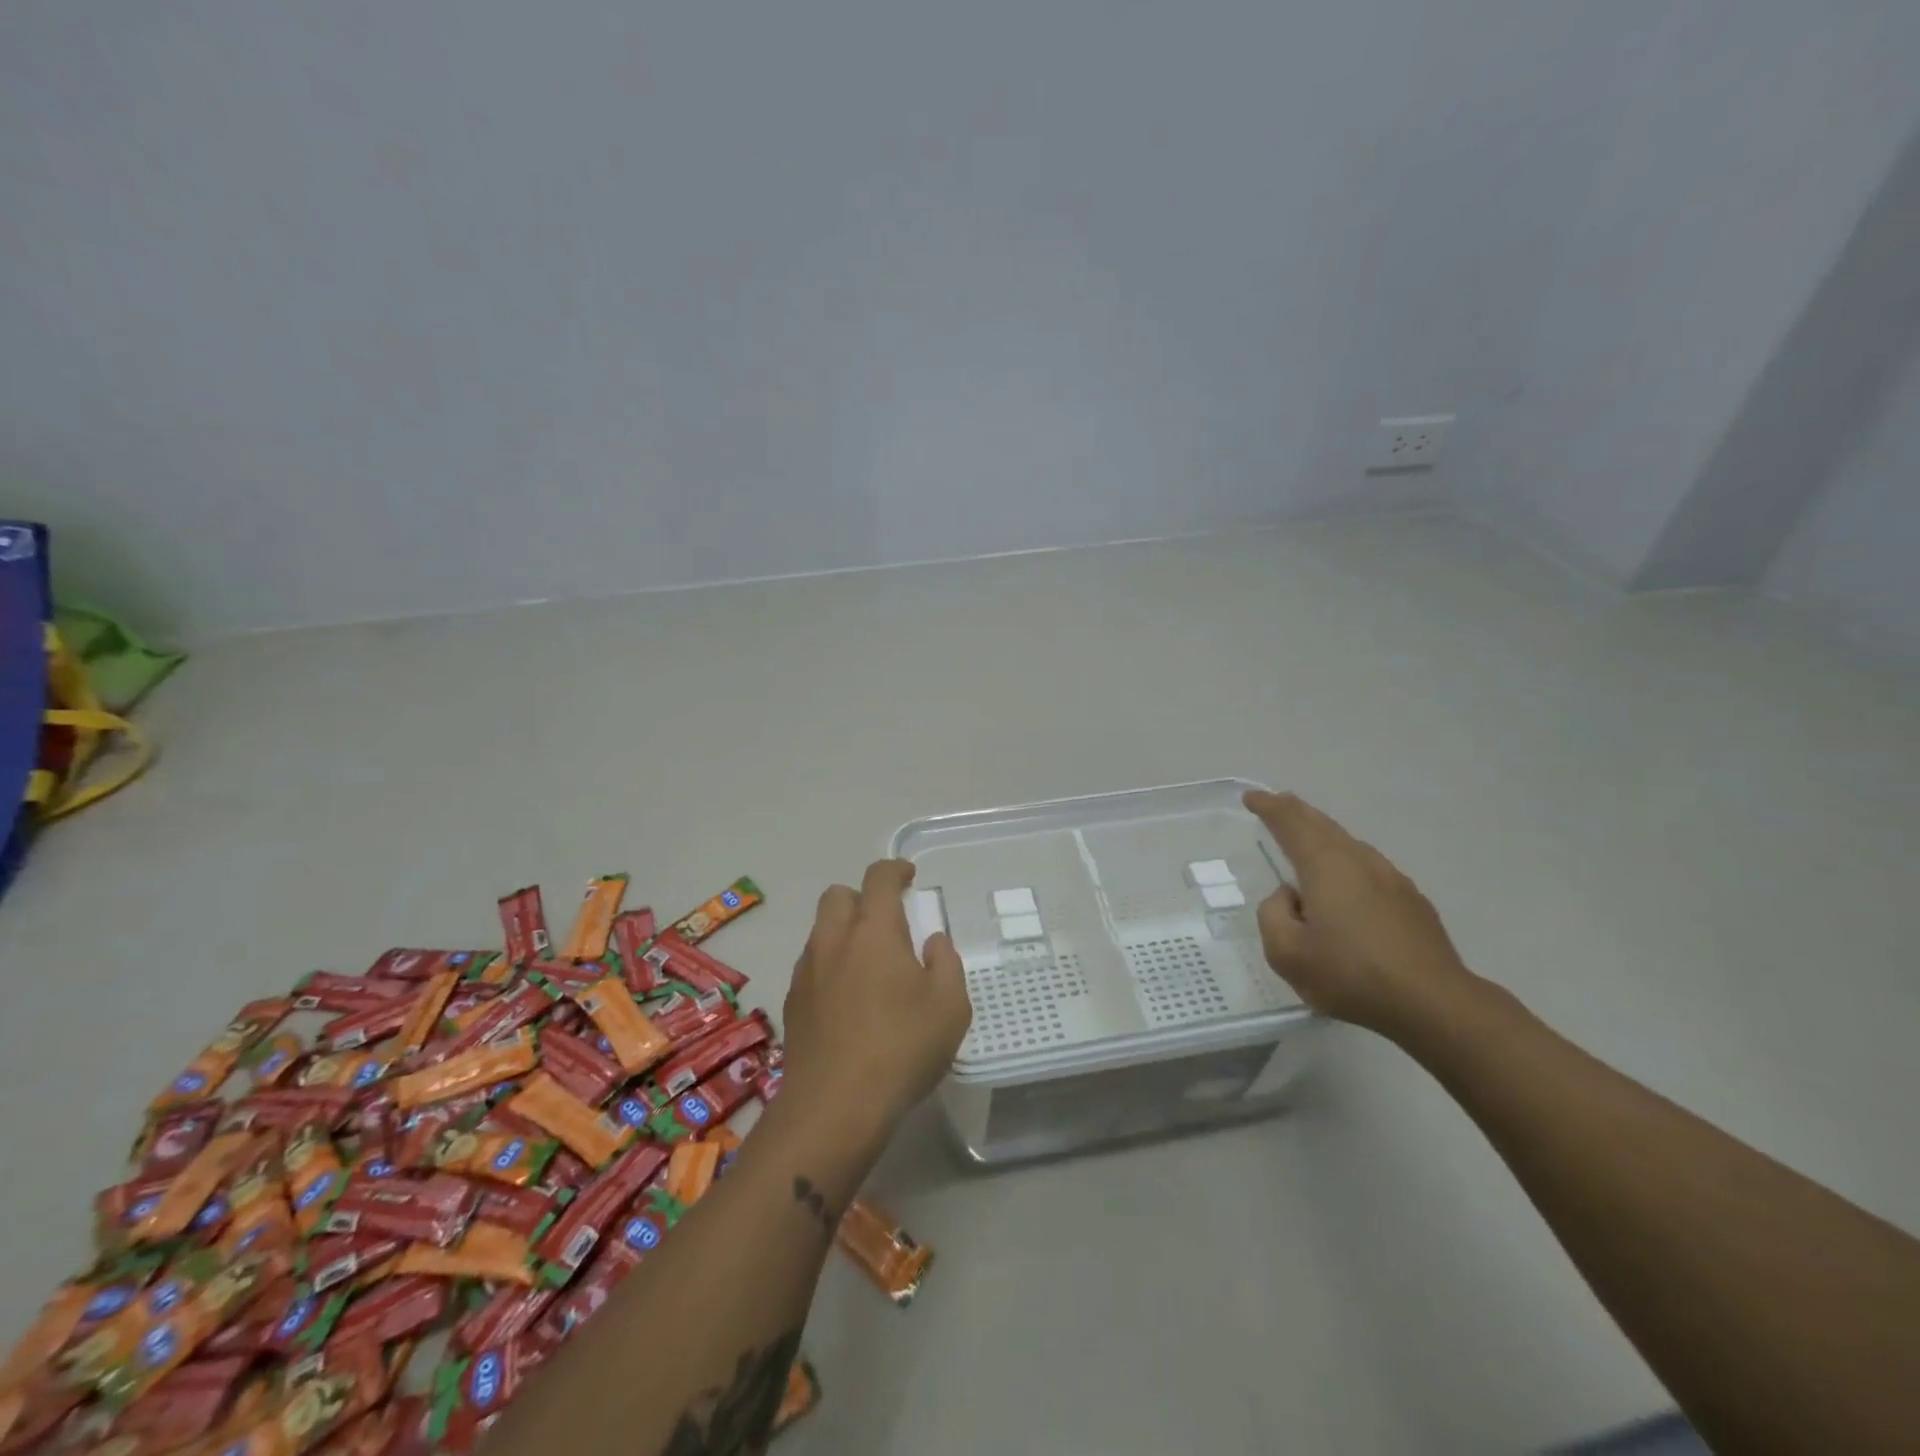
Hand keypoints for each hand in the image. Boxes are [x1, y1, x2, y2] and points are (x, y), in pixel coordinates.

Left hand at [779, 859, 972, 1139]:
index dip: (895, 870)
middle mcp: (834, 940)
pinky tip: (848, 1000)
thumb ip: (946, 963)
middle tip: (887, 923)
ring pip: (821, 930)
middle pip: (838, 895)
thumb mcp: (950, 1006)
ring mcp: (807, 970)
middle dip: (862, 898)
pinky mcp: (792, 1002)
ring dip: (844, 932)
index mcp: (874, 930)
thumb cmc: (902, 1048)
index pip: (879, 878)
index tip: (909, 877)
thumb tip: (932, 942)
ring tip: (869, 966)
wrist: (834, 1106)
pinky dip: (830, 965)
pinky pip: (812, 964)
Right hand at [1243, 790, 1476, 1039]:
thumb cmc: (1351, 974)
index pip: (1291, 823)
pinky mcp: (1412, 901)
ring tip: (1309, 839)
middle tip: (1278, 803)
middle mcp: (1359, 861)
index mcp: (1325, 865)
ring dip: (1324, 836)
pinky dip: (1347, 862)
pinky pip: (1369, 868)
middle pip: (1323, 825)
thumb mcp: (1286, 953)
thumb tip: (1289, 896)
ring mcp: (1392, 879)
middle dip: (1297, 812)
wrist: (1433, 1004)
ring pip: (1349, 845)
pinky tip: (1346, 884)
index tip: (1253, 797)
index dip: (1269, 807)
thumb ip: (1273, 915)